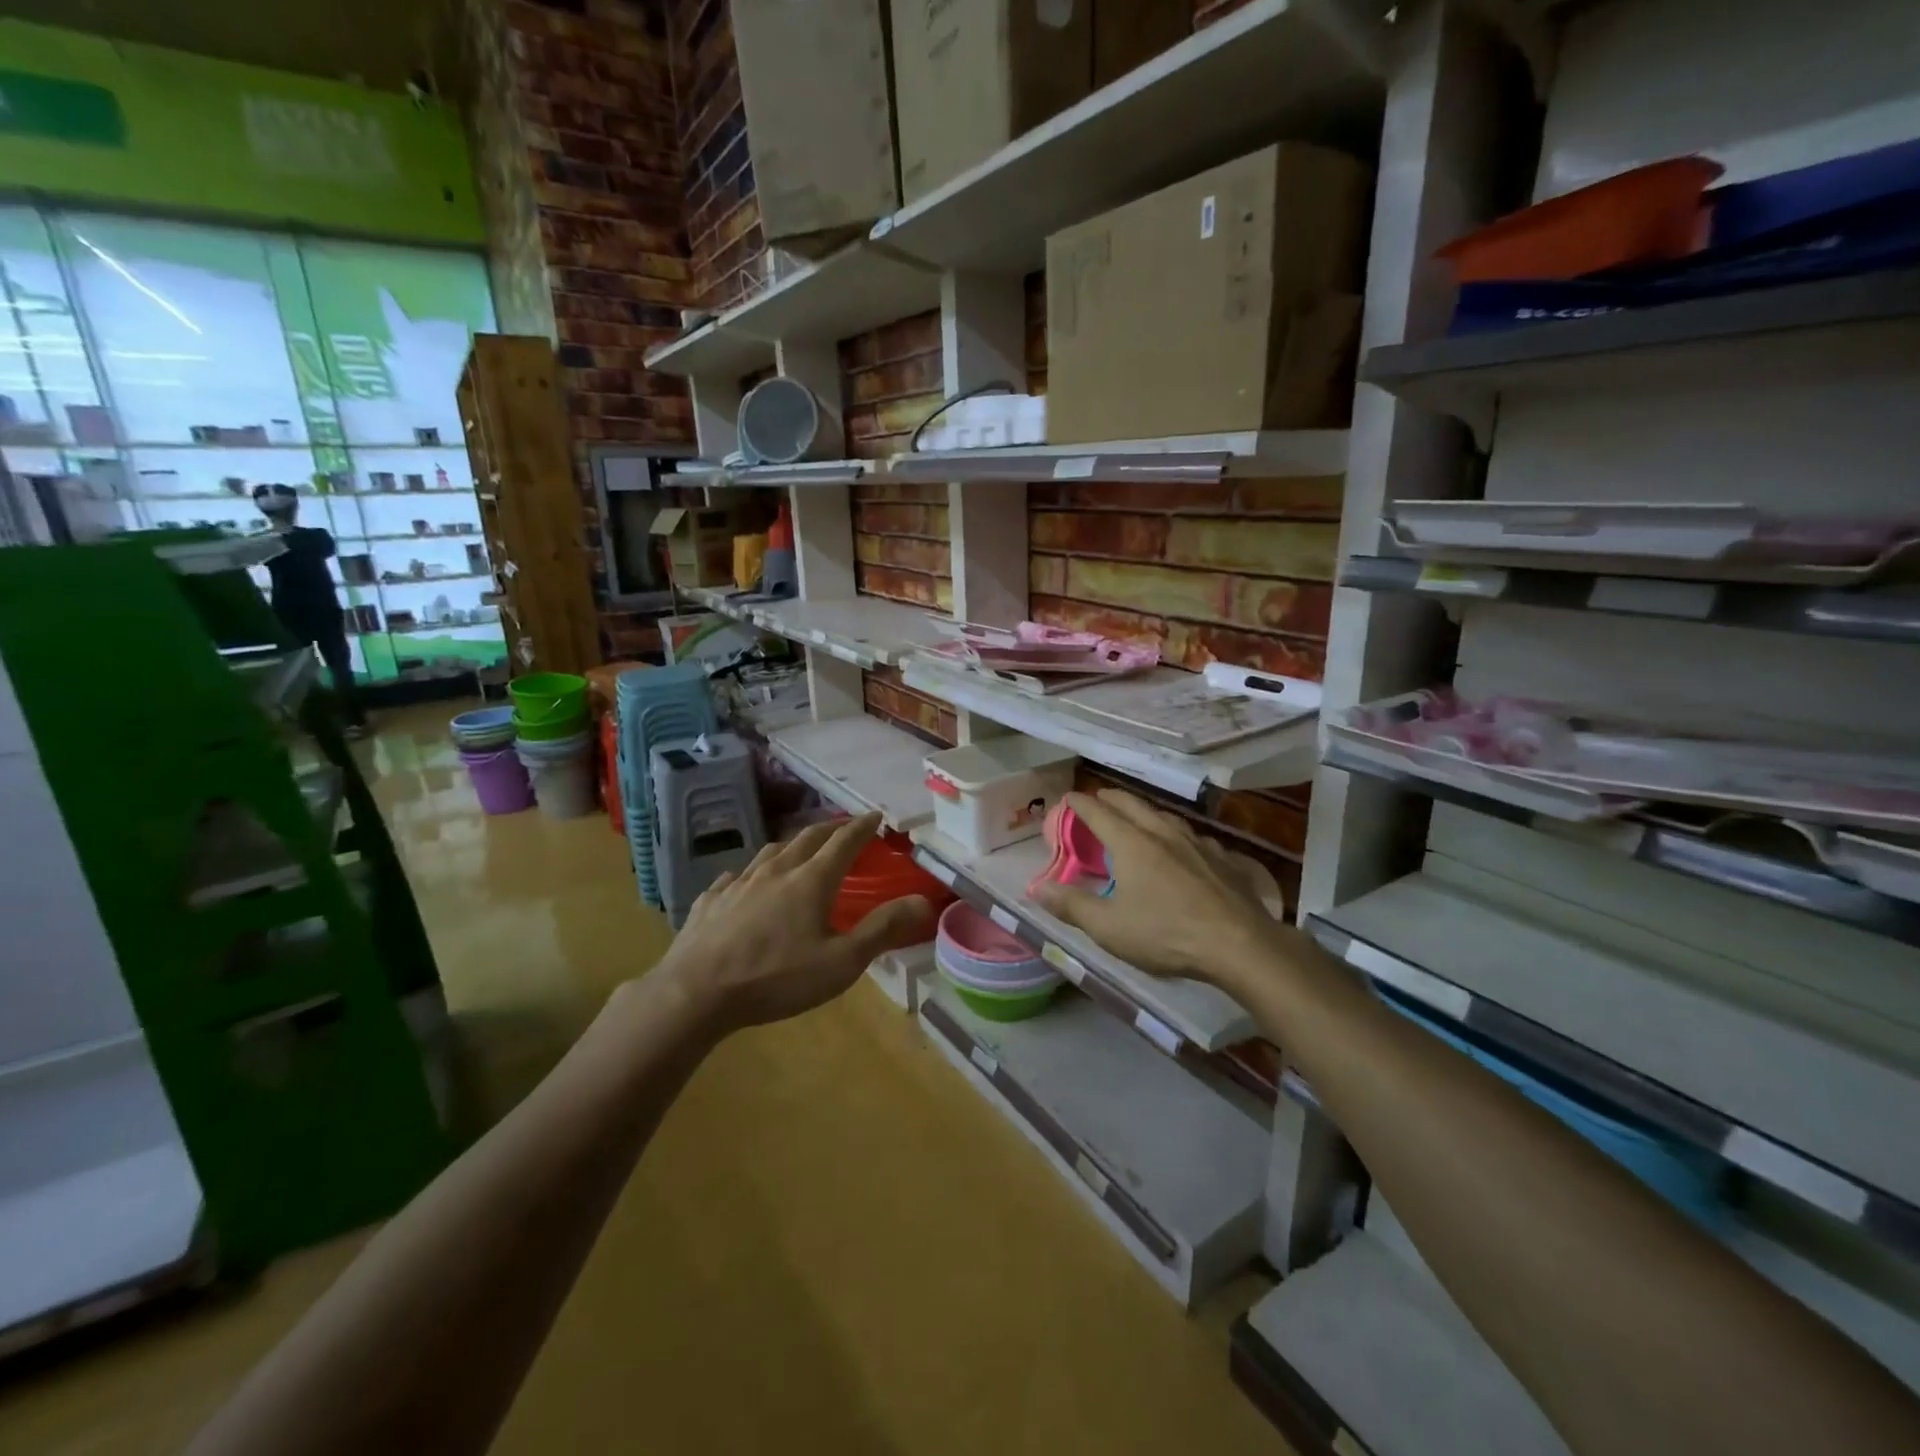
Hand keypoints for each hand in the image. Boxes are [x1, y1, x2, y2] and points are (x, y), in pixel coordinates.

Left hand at [656, 813, 932, 1034]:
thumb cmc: (776, 978)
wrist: (695, 992)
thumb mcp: (840, 962)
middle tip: (845, 827)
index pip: (844, 842)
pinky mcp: (711, 900)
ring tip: (800, 848)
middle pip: (807, 838)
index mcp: (811, 880)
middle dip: (830, 828)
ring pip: (771, 851)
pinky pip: (736, 875)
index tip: (875, 815)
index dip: (862, 826)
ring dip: (793, 844)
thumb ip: (882, 929)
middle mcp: (776, 871)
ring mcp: (739, 882)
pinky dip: (753, 872)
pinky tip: (747, 881)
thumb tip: (923, 901)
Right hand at [1030, 789, 1282, 987]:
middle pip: (1133, 804)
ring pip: (1166, 816)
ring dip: (1145, 812)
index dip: (1080, 804)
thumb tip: (1036, 887)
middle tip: (1099, 799)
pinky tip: (1185, 848)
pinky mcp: (1224, 859)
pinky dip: (1178, 835)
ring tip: (1138, 818)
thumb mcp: (1109, 928)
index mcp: (1132, 844)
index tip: (1068, 797)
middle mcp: (1163, 833)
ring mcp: (1197, 843)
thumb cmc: (1167, 934)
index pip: (1099, 813)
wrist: (1240, 945)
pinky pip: (1194, 837)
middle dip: (1111, 798)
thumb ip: (1071, 905)